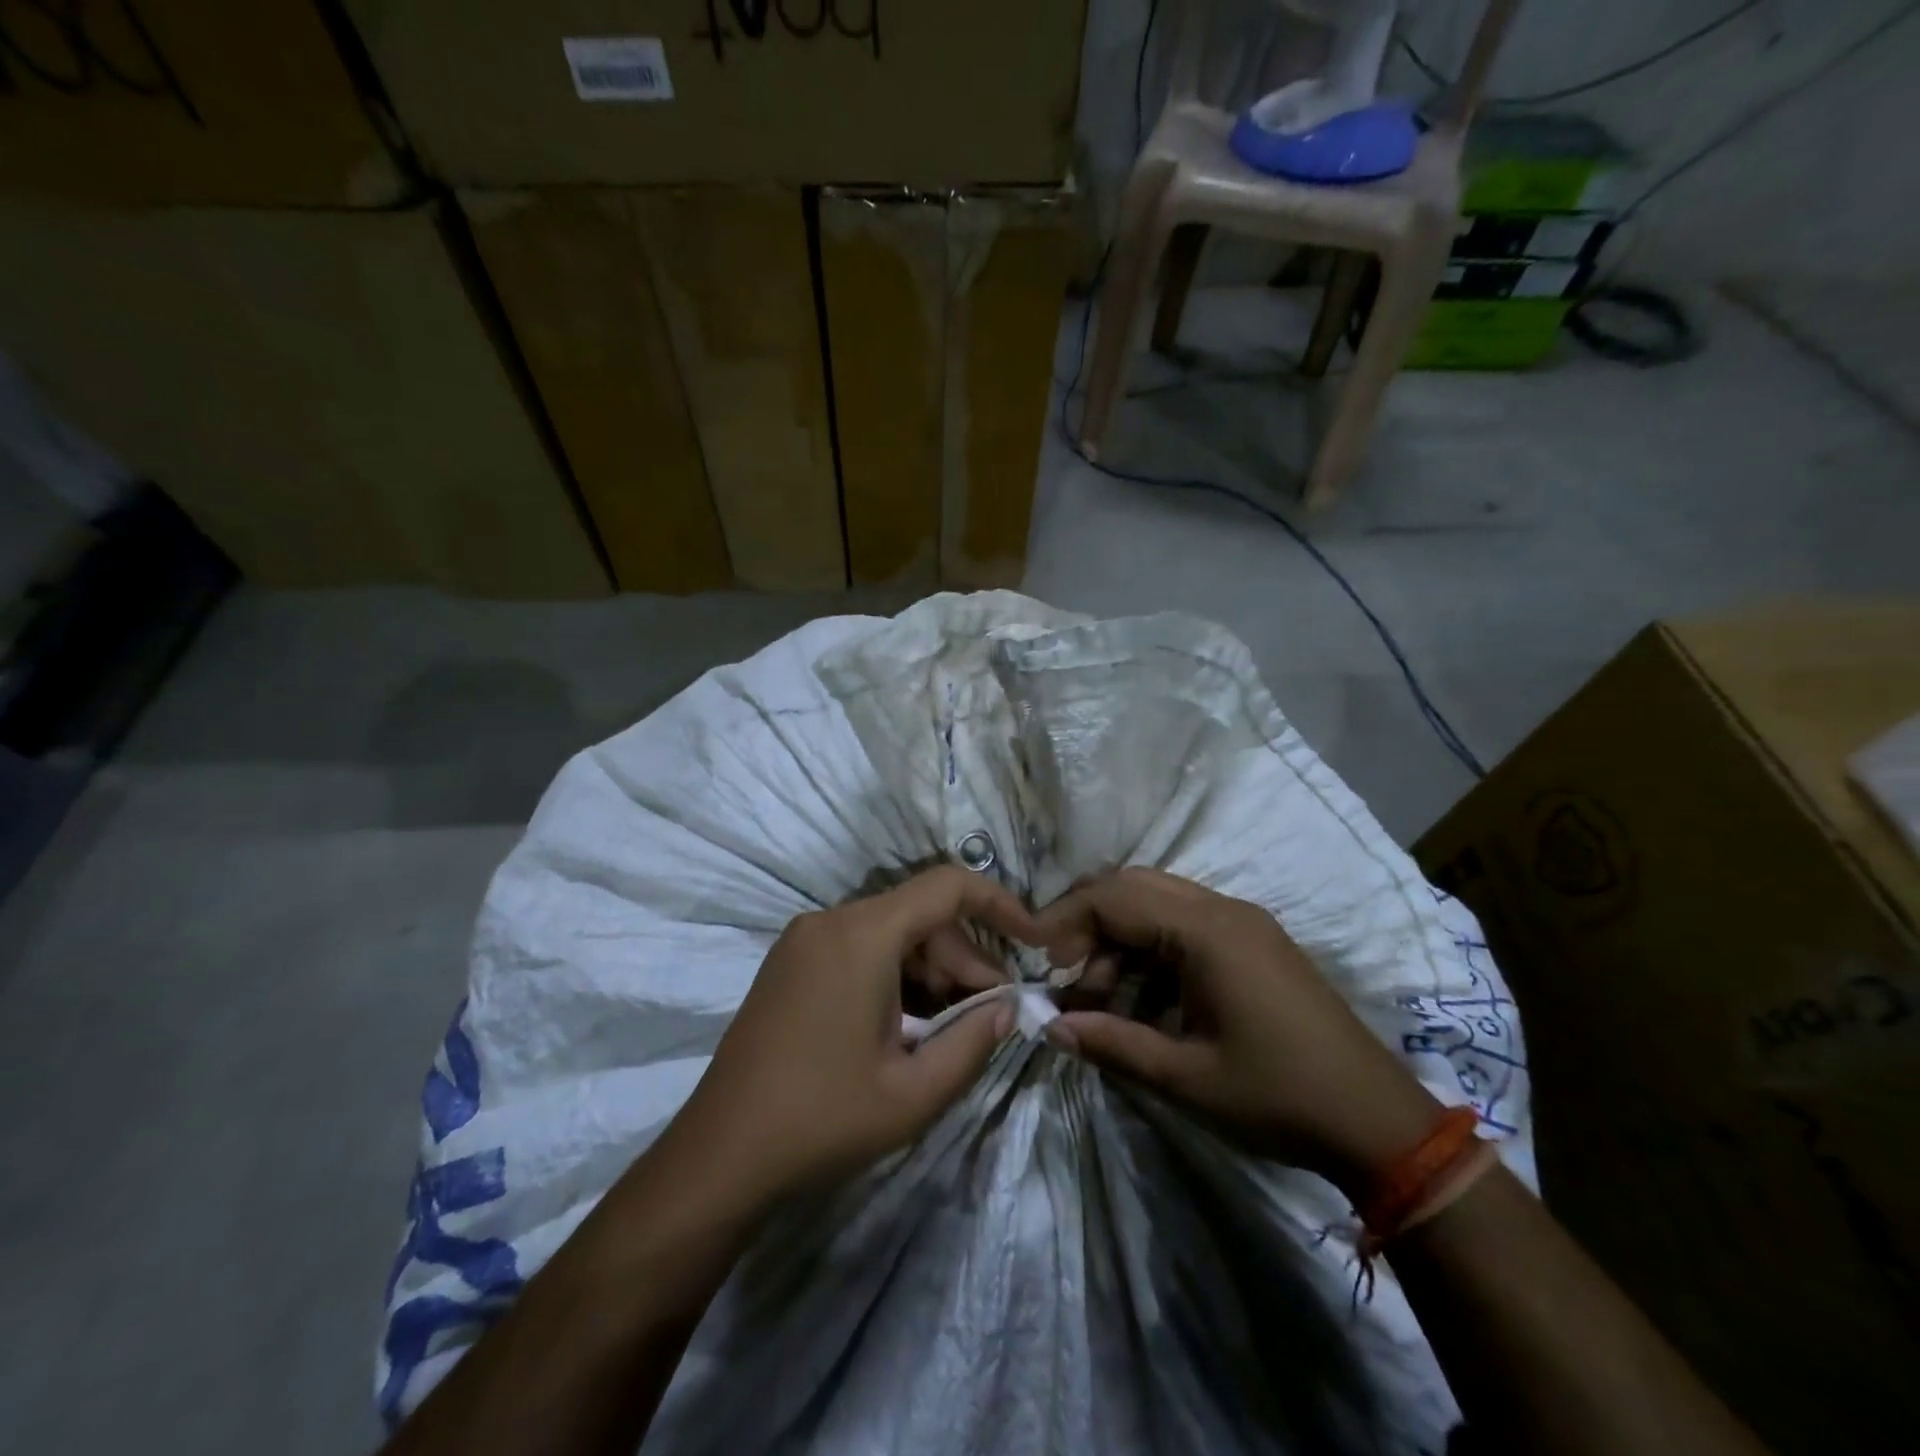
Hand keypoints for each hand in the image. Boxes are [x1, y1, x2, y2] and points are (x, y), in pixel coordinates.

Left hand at [655, 866, 1038, 1216]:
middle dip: (964, 956)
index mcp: (863, 935)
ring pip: (890, 931)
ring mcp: (804, 939)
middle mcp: (831, 920)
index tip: (1033, 939)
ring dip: (931, 969)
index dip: (999, 904)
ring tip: (953, 1025)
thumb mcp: (914, 1092)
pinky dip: (895, 973)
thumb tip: (1008, 1007)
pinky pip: (860, 947)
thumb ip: (974, 1042)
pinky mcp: (790, 962)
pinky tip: (908, 1022)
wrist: (719, 1155)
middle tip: (991, 1011)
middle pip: (920, 914)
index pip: (948, 887)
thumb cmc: (822, 1120)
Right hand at [1037, 868, 1437, 1192]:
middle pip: (1133, 886)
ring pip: (1157, 905)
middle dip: (1087, 922)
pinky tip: (1140, 1001)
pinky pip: (1184, 927)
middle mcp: (1223, 909)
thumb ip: (1112, 1043)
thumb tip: (1050, 1027)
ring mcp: (1242, 923)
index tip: (1036, 958)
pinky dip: (1150, 953)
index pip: (1115, 897)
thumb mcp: (1186, 1078)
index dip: (1065, 919)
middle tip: (1061, 971)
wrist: (1379, 1123)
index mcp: (1207, 930)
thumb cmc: (1279, 1097)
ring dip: (1118, 941)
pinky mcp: (1252, 943)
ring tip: (1098, 999)